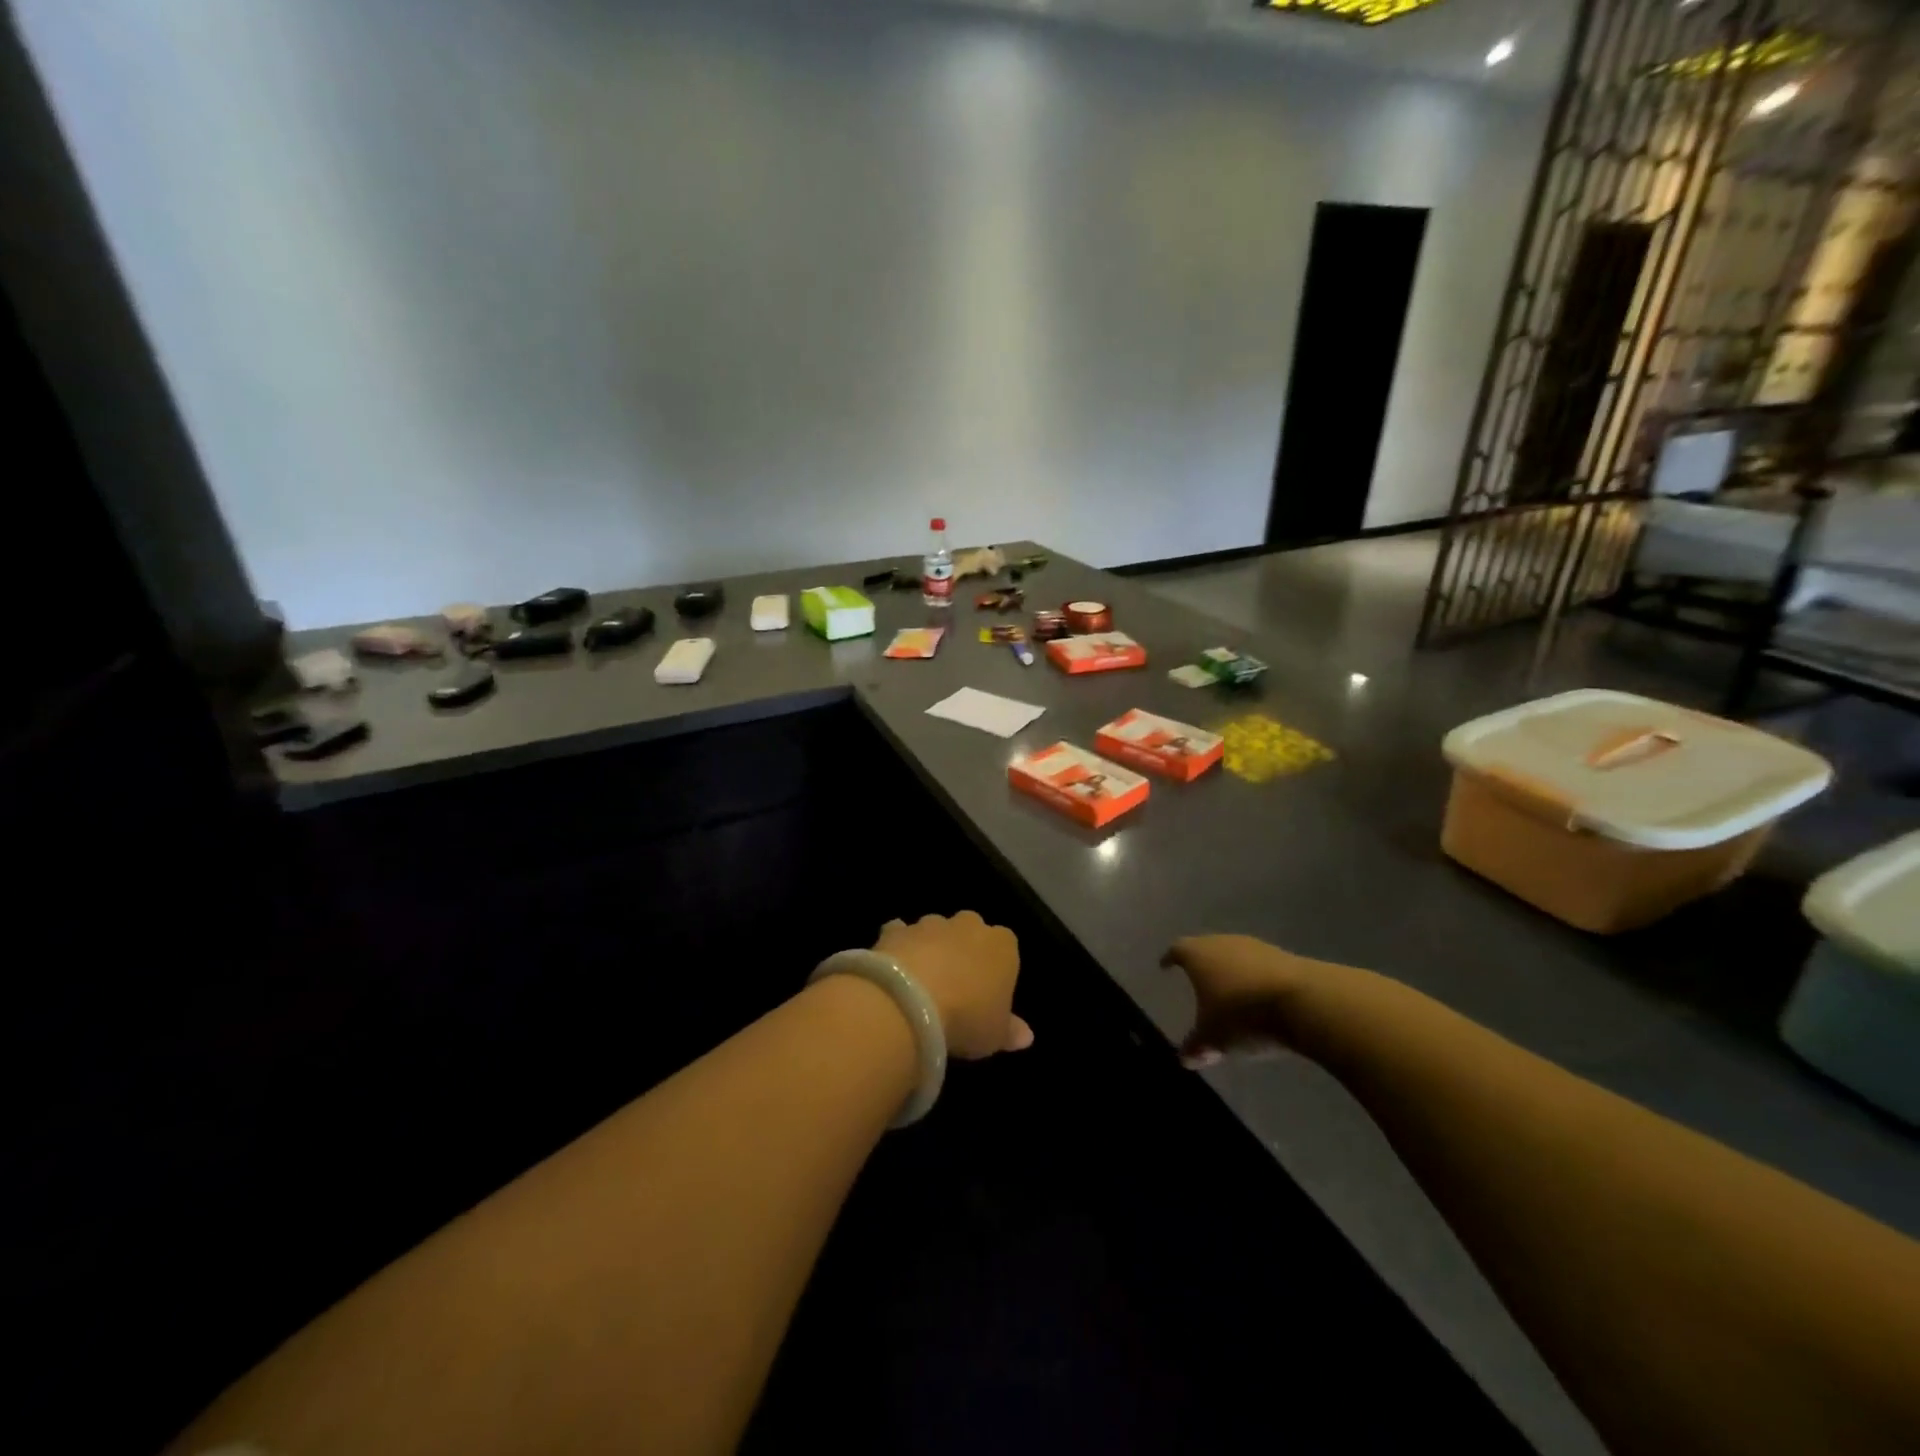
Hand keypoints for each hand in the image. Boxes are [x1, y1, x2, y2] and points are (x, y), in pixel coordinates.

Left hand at [875, 912, 1032, 1058]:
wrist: (911, 1002)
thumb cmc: (967, 1017)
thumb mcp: (995, 1034)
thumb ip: (1010, 1031)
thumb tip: (1026, 1035)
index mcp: (1002, 945)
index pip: (1006, 945)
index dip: (996, 967)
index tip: (988, 992)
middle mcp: (968, 925)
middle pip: (971, 931)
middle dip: (964, 949)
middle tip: (956, 983)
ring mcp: (930, 924)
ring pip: (935, 929)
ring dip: (931, 947)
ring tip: (922, 981)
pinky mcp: (896, 930)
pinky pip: (899, 933)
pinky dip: (898, 945)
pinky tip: (893, 969)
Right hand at [1160, 934, 1322, 1066]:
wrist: (1303, 1001)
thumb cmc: (1242, 1014)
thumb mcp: (1214, 1037)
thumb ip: (1197, 1046)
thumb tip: (1184, 1058)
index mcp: (1198, 954)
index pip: (1177, 950)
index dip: (1170, 958)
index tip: (1165, 966)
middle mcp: (1223, 942)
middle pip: (1207, 948)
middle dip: (1202, 965)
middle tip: (1197, 981)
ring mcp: (1256, 947)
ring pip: (1235, 956)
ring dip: (1231, 972)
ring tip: (1230, 992)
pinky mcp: (1284, 957)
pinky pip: (1260, 966)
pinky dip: (1255, 979)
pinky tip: (1259, 998)